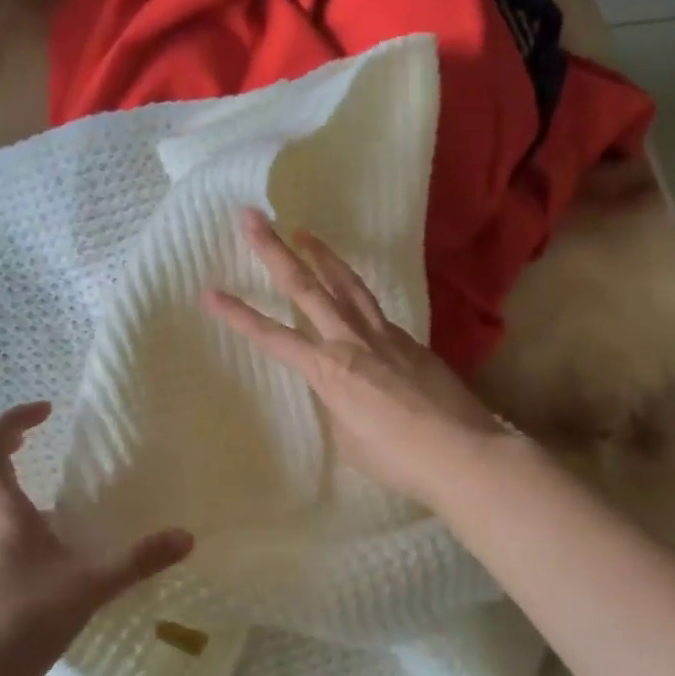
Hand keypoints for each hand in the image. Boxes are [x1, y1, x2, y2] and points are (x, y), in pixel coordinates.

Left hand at [0, 402, 193, 675]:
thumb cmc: (23, 621)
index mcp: (4, 514)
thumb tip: (186, 536)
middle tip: (24, 443)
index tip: (45, 412)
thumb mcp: (89, 587)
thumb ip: (137, 561)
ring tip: (34, 492)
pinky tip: (35, 549)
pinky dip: (1, 523)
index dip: (11, 421)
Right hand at [203, 208, 506, 507]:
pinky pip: (375, 309)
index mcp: (329, 369)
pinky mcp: (411, 341)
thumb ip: (337, 403)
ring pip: (347, 285)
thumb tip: (342, 388)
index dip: (238, 315)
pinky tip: (352, 297)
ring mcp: (386, 335)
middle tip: (253, 218)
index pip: (273, 337)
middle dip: (274, 251)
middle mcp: (352, 341)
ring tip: (304, 231)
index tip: (210, 292)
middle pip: (307, 286)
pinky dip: (355, 294)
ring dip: (322, 255)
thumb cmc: (397, 458)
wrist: (464, 453)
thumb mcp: (348, 438)